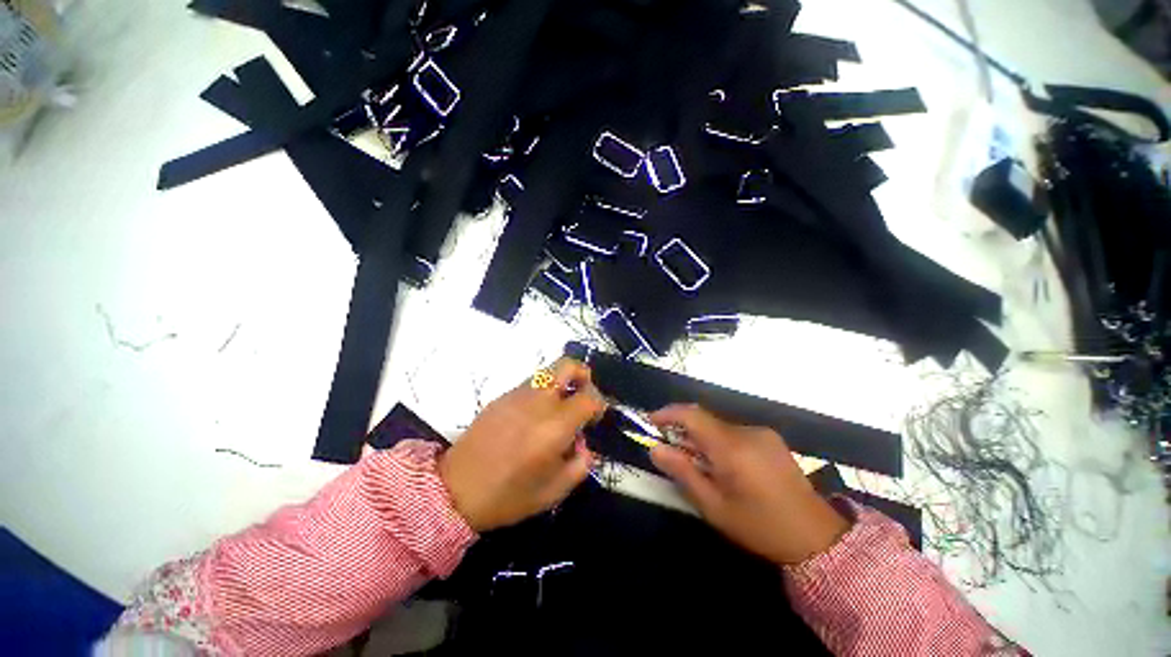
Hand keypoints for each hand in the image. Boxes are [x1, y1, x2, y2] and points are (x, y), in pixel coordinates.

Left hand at [438, 359, 605, 531]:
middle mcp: (538, 402)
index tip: (595, 419)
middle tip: (582, 394)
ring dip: (561, 383)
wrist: (455, 489)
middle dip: (583, 374)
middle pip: (567, 365)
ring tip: (558, 408)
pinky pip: (530, 383)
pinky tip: (535, 416)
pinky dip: (542, 391)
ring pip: (548, 371)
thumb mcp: (554, 492)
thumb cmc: (508, 496)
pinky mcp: (501, 396)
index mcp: (555, 427)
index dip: (599, 405)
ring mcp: (517, 395)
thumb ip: (581, 465)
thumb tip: (584, 443)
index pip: (588, 398)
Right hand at [649, 405, 849, 564]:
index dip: (669, 413)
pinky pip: (734, 431)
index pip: (693, 415)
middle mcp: (747, 432)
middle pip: (704, 419)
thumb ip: (683, 473)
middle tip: (670, 449)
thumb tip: (655, 449)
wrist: (817, 536)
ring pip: (719, 425)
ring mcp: (761, 433)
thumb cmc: (759, 526)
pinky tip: (723, 464)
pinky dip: (719, 440)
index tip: (651, 421)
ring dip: (701, 436)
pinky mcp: (770, 438)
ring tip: (697, 462)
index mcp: (732, 448)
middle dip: (683, 429)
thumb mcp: (714, 506)